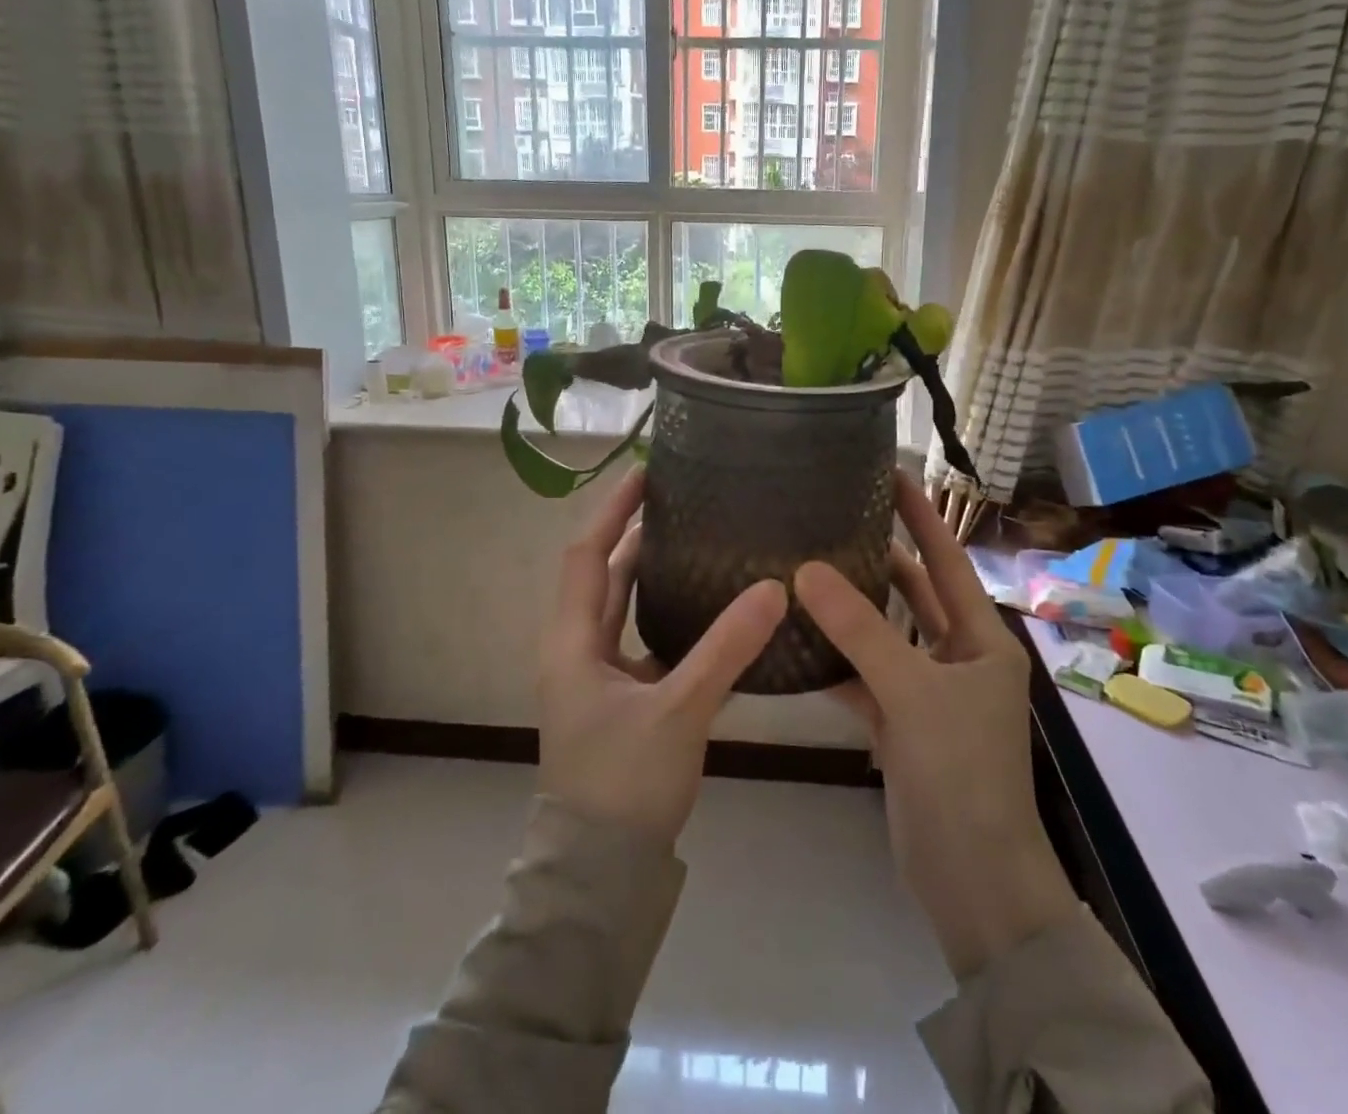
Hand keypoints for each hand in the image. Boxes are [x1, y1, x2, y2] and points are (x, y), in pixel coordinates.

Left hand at [538, 468, 787, 847]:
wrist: (602, 874)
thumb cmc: (623, 784)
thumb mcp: (678, 710)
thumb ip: (726, 649)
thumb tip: (774, 587)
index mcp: (572, 642)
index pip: (586, 554)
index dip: (612, 510)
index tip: (645, 472)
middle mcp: (578, 650)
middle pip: (603, 575)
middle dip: (634, 534)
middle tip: (681, 501)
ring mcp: (598, 677)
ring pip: (623, 608)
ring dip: (650, 573)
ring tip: (697, 541)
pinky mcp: (621, 700)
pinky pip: (643, 640)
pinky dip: (668, 617)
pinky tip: (709, 611)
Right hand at [796, 473, 1079, 978]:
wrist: (973, 882)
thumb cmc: (961, 773)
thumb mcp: (912, 692)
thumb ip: (860, 630)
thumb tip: (806, 569)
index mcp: (981, 639)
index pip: (947, 560)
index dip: (921, 516)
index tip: (891, 473)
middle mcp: (958, 657)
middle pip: (914, 593)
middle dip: (880, 557)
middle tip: (834, 517)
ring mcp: (929, 693)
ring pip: (886, 636)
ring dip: (852, 610)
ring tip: (806, 567)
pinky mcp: (902, 726)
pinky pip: (867, 678)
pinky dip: (837, 661)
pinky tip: (798, 640)